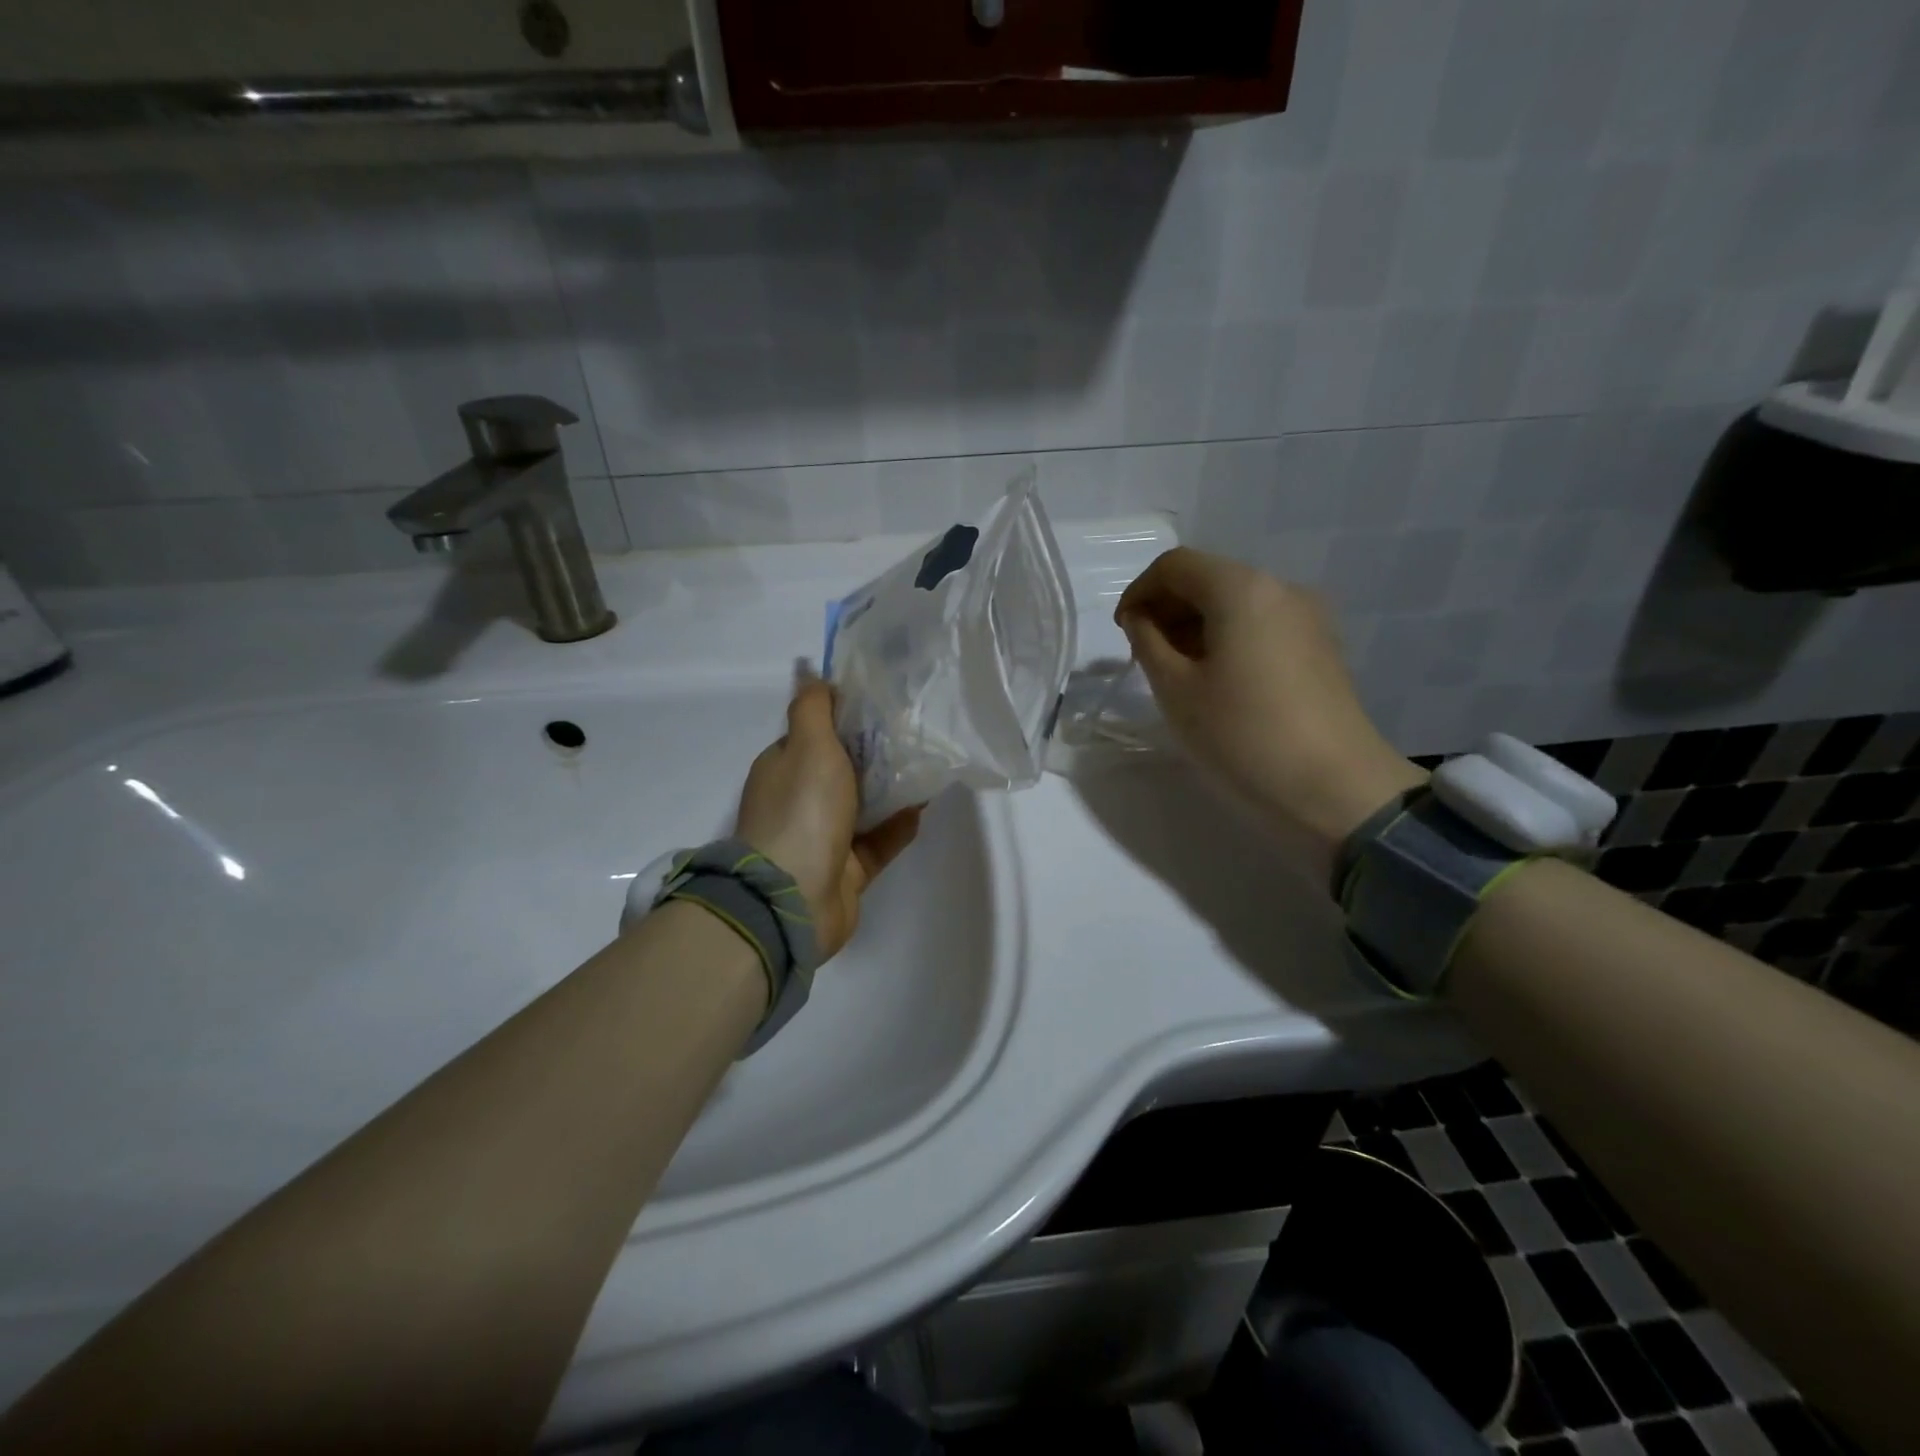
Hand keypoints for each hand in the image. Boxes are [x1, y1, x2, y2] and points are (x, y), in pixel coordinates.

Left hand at [735, 679, 922, 960]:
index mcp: (784, 768)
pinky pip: (878, 842)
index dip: (845, 717)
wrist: (794, 896)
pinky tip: (924, 808)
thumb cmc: (802, 810)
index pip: (815, 733)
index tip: (882, 701)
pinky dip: (898, 826)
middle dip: (874, 753)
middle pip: (842, 769)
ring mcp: (823, 838)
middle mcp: (800, 801)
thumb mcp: (807, 744)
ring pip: (863, 806)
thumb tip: (810, 672)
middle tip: (914, 732)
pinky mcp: (848, 870)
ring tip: (927, 766)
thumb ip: (813, 707)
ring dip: (891, 789)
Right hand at [1115, 548, 1425, 880]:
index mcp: (1241, 588)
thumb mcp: (1176, 689)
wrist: (1334, 789)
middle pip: (1209, 578)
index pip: (1175, 565)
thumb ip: (1148, 642)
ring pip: (1236, 604)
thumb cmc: (1242, 735)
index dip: (1139, 592)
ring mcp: (1308, 618)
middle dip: (1168, 608)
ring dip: (1196, 626)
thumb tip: (1142, 619)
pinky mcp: (1321, 648)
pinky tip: (1216, 681)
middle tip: (1144, 655)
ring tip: (1177, 673)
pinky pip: (1261, 626)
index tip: (1122, 633)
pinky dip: (1227, 639)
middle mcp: (1280, 588)